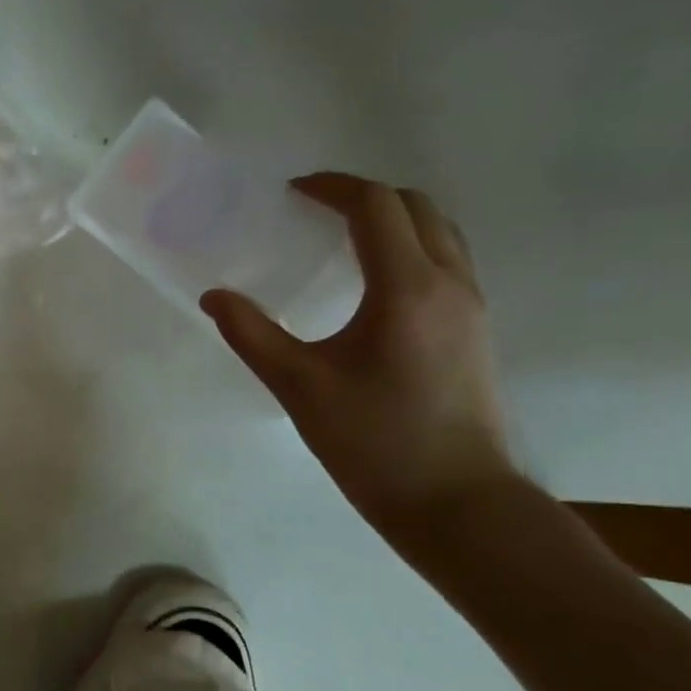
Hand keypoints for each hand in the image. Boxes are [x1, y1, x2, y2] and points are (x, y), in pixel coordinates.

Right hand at [201, 172, 517, 531]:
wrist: (458, 504)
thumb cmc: (374, 441)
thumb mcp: (299, 386)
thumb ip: (251, 333)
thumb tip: (214, 296)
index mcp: (407, 288)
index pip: (375, 206)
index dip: (332, 187)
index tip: (291, 192)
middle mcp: (449, 284)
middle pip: (416, 206)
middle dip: (364, 195)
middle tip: (313, 209)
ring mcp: (471, 307)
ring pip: (439, 232)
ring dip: (391, 218)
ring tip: (340, 237)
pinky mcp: (475, 331)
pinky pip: (446, 261)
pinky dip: (409, 247)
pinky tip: (371, 283)